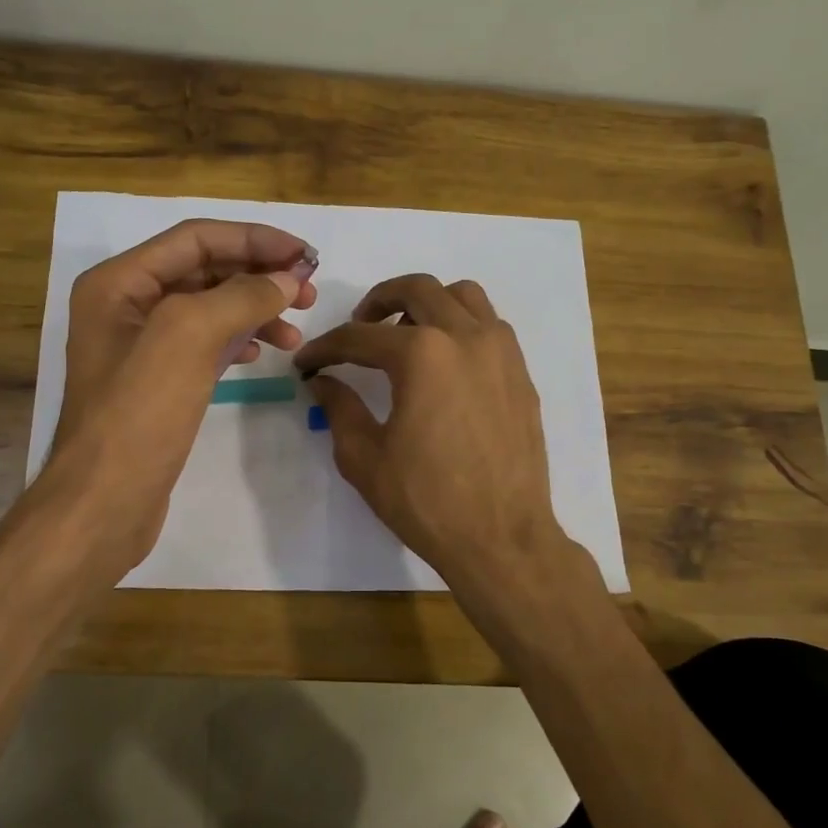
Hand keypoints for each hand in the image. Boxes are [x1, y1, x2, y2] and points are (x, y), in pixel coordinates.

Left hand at [46, 220, 316, 575]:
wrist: (106, 502)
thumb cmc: (140, 414)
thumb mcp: (188, 338)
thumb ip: (240, 296)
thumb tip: (287, 278)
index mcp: (119, 282)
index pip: (196, 239)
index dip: (254, 239)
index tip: (305, 254)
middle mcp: (126, 306)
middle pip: (203, 271)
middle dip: (258, 275)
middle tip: (309, 292)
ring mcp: (140, 347)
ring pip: (209, 310)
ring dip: (254, 311)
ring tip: (296, 332)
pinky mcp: (158, 382)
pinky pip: (204, 345)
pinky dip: (237, 341)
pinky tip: (262, 354)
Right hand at [294, 275, 564, 593]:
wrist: (501, 538)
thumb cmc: (425, 500)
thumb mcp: (364, 457)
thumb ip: (339, 408)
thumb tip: (322, 382)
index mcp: (421, 354)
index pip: (359, 337)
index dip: (325, 349)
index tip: (306, 364)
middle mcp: (465, 337)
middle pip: (417, 289)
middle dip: (377, 302)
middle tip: (358, 328)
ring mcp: (501, 352)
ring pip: (463, 296)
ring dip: (428, 303)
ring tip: (407, 335)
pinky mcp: (521, 373)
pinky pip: (490, 325)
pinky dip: (461, 325)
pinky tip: (445, 363)